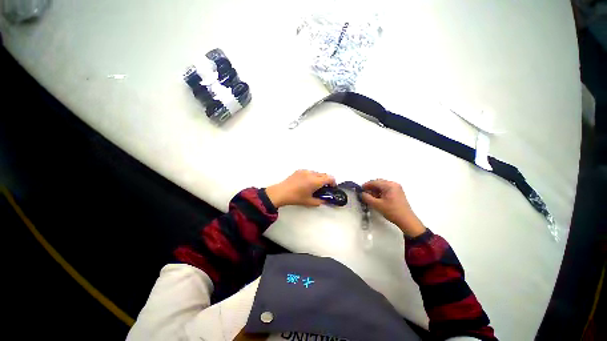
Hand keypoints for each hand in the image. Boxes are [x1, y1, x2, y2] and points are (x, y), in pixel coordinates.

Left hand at [266, 170, 335, 207]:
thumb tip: (325, 200)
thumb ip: (320, 201)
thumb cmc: (296, 198)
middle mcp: (311, 174)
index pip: (330, 178)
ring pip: (316, 172)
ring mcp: (305, 171)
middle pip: (324, 174)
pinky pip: (309, 172)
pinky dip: (311, 176)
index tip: (331, 187)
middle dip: (326, 180)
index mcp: (315, 181)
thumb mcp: (309, 202)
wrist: (281, 192)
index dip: (333, 182)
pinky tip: (305, 182)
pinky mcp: (299, 170)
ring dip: (318, 178)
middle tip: (323, 188)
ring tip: (313, 185)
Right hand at [361, 179, 425, 237]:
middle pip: (378, 182)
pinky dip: (380, 192)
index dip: (366, 185)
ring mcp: (396, 188)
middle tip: (365, 194)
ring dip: (375, 190)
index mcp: (389, 185)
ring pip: (382, 186)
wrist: (407, 220)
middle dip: (370, 188)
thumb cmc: (392, 211)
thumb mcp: (377, 205)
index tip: (360, 190)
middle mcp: (393, 184)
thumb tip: (362, 193)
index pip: (374, 182)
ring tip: (371, 197)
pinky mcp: (398, 192)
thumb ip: (367, 198)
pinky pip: (386, 189)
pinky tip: (377, 198)